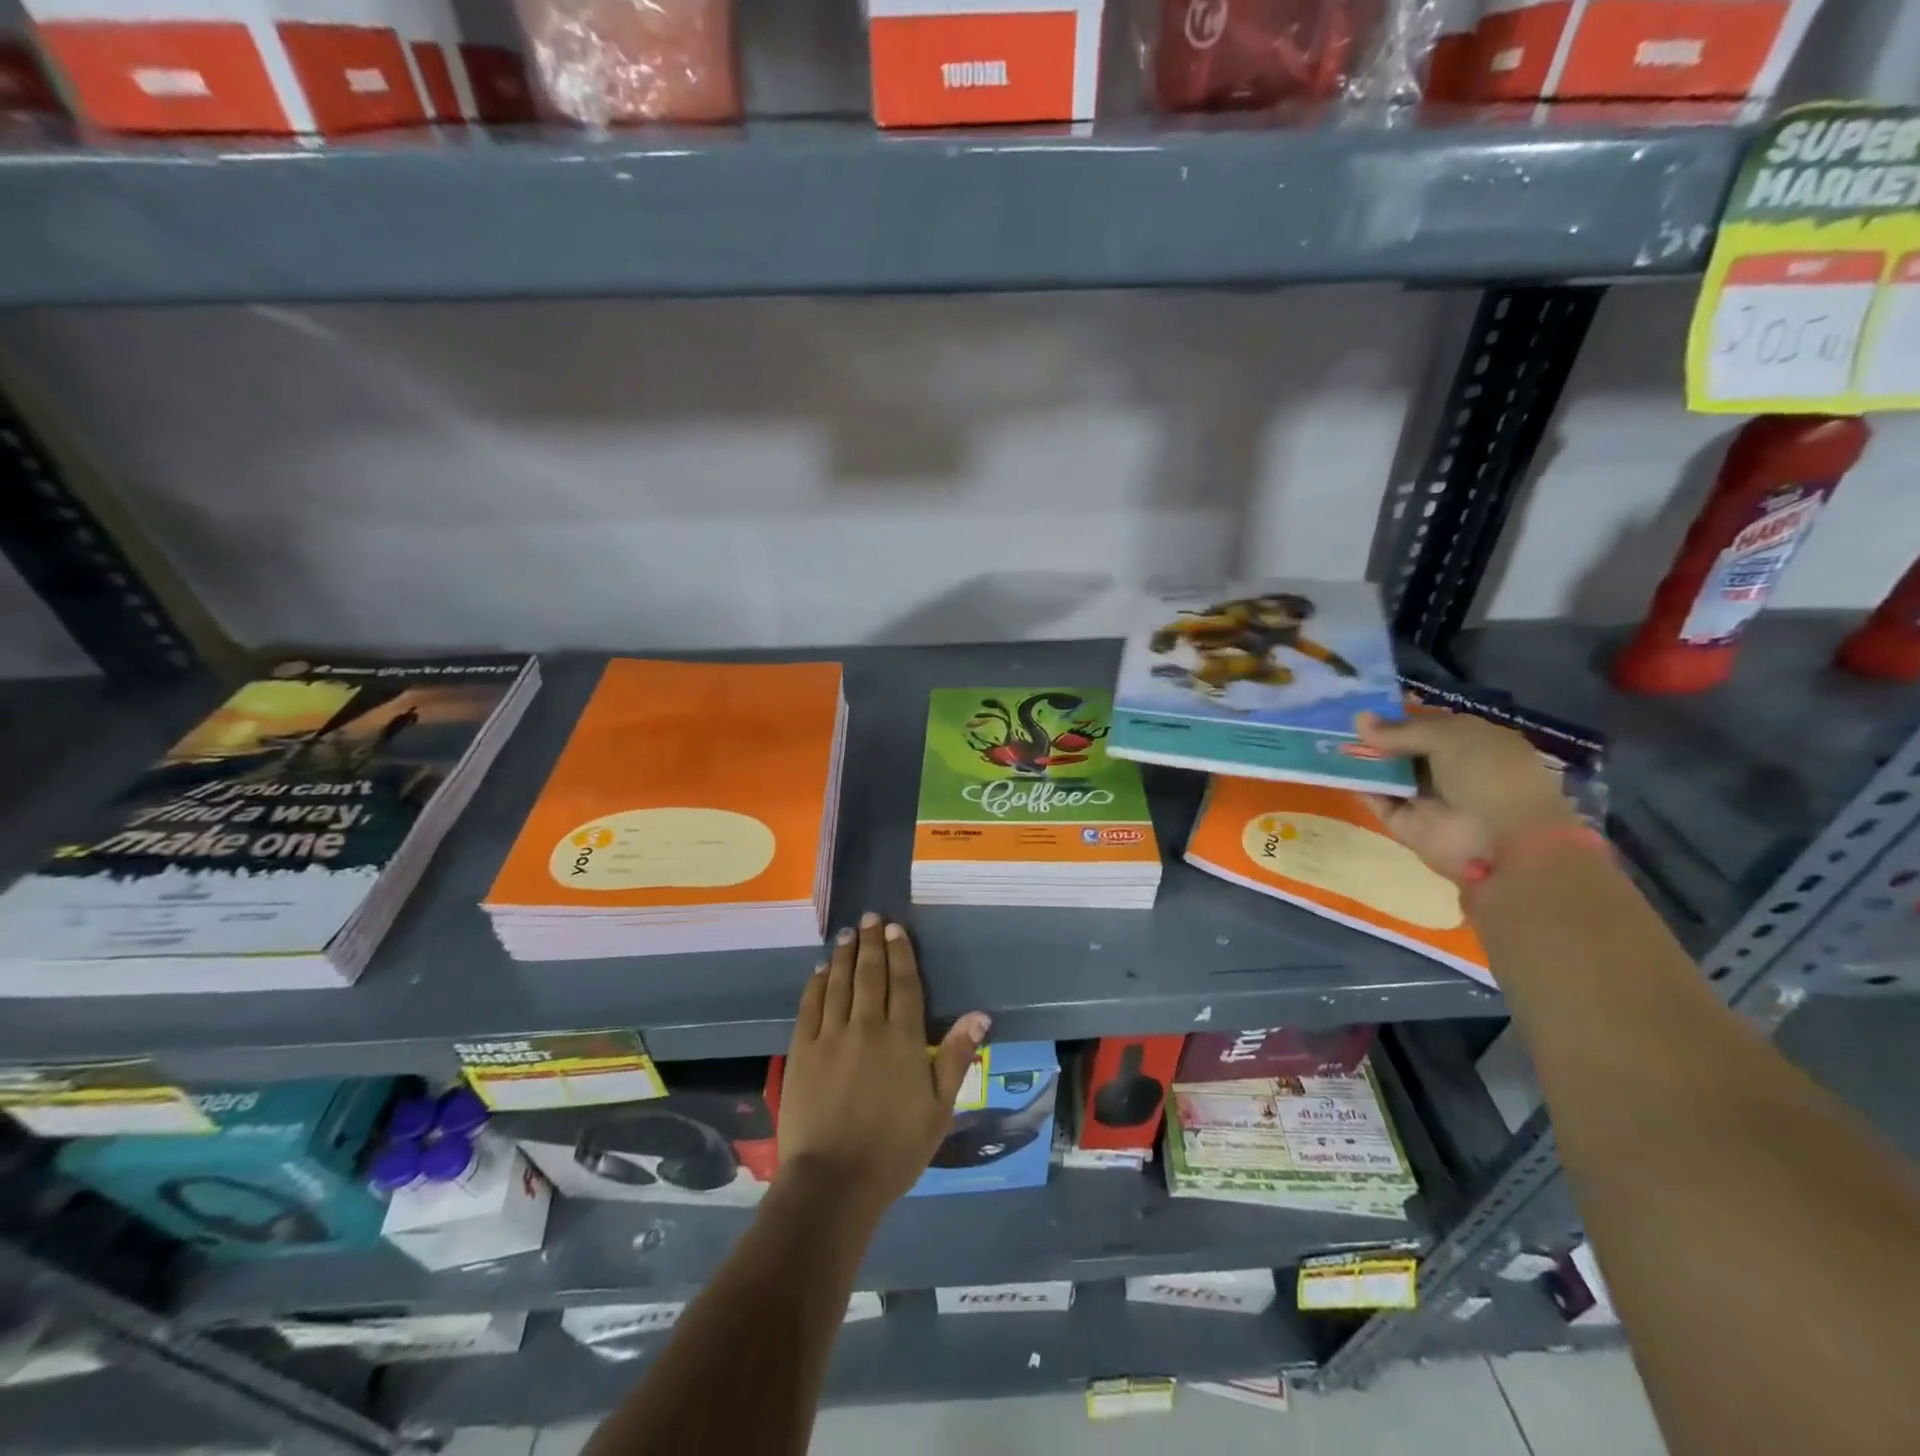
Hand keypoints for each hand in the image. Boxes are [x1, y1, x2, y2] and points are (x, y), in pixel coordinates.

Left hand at [779, 913, 989, 1222]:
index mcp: (902, 1039)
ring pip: (838, 982)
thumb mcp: (939, 1109)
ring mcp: (830, 1036)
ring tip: (847, 933)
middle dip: (871, 942)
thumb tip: (979, 1015)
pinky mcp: (802, 1050)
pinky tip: (819, 970)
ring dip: (843, 954)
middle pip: (869, 974)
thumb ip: (956, 1057)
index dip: (900, 952)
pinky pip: (809, 1006)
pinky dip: (815, 983)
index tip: (895, 928)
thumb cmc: (895, 1150)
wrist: (834, 1182)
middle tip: (870, 917)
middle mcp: (866, 1026)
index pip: (903, 983)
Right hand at [1356, 709, 1579, 883]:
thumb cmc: (1488, 775)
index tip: (1361, 707)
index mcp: (1475, 743)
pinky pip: (1379, 801)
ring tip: (1326, 741)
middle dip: (1374, 738)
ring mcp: (1429, 799)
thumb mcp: (1449, 737)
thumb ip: (1401, 730)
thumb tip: (1358, 720)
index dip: (1397, 717)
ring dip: (1363, 760)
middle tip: (1334, 722)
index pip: (1429, 726)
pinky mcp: (1408, 825)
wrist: (1504, 843)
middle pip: (1405, 750)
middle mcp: (1452, 770)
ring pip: (1389, 775)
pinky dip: (1359, 787)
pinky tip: (1335, 768)